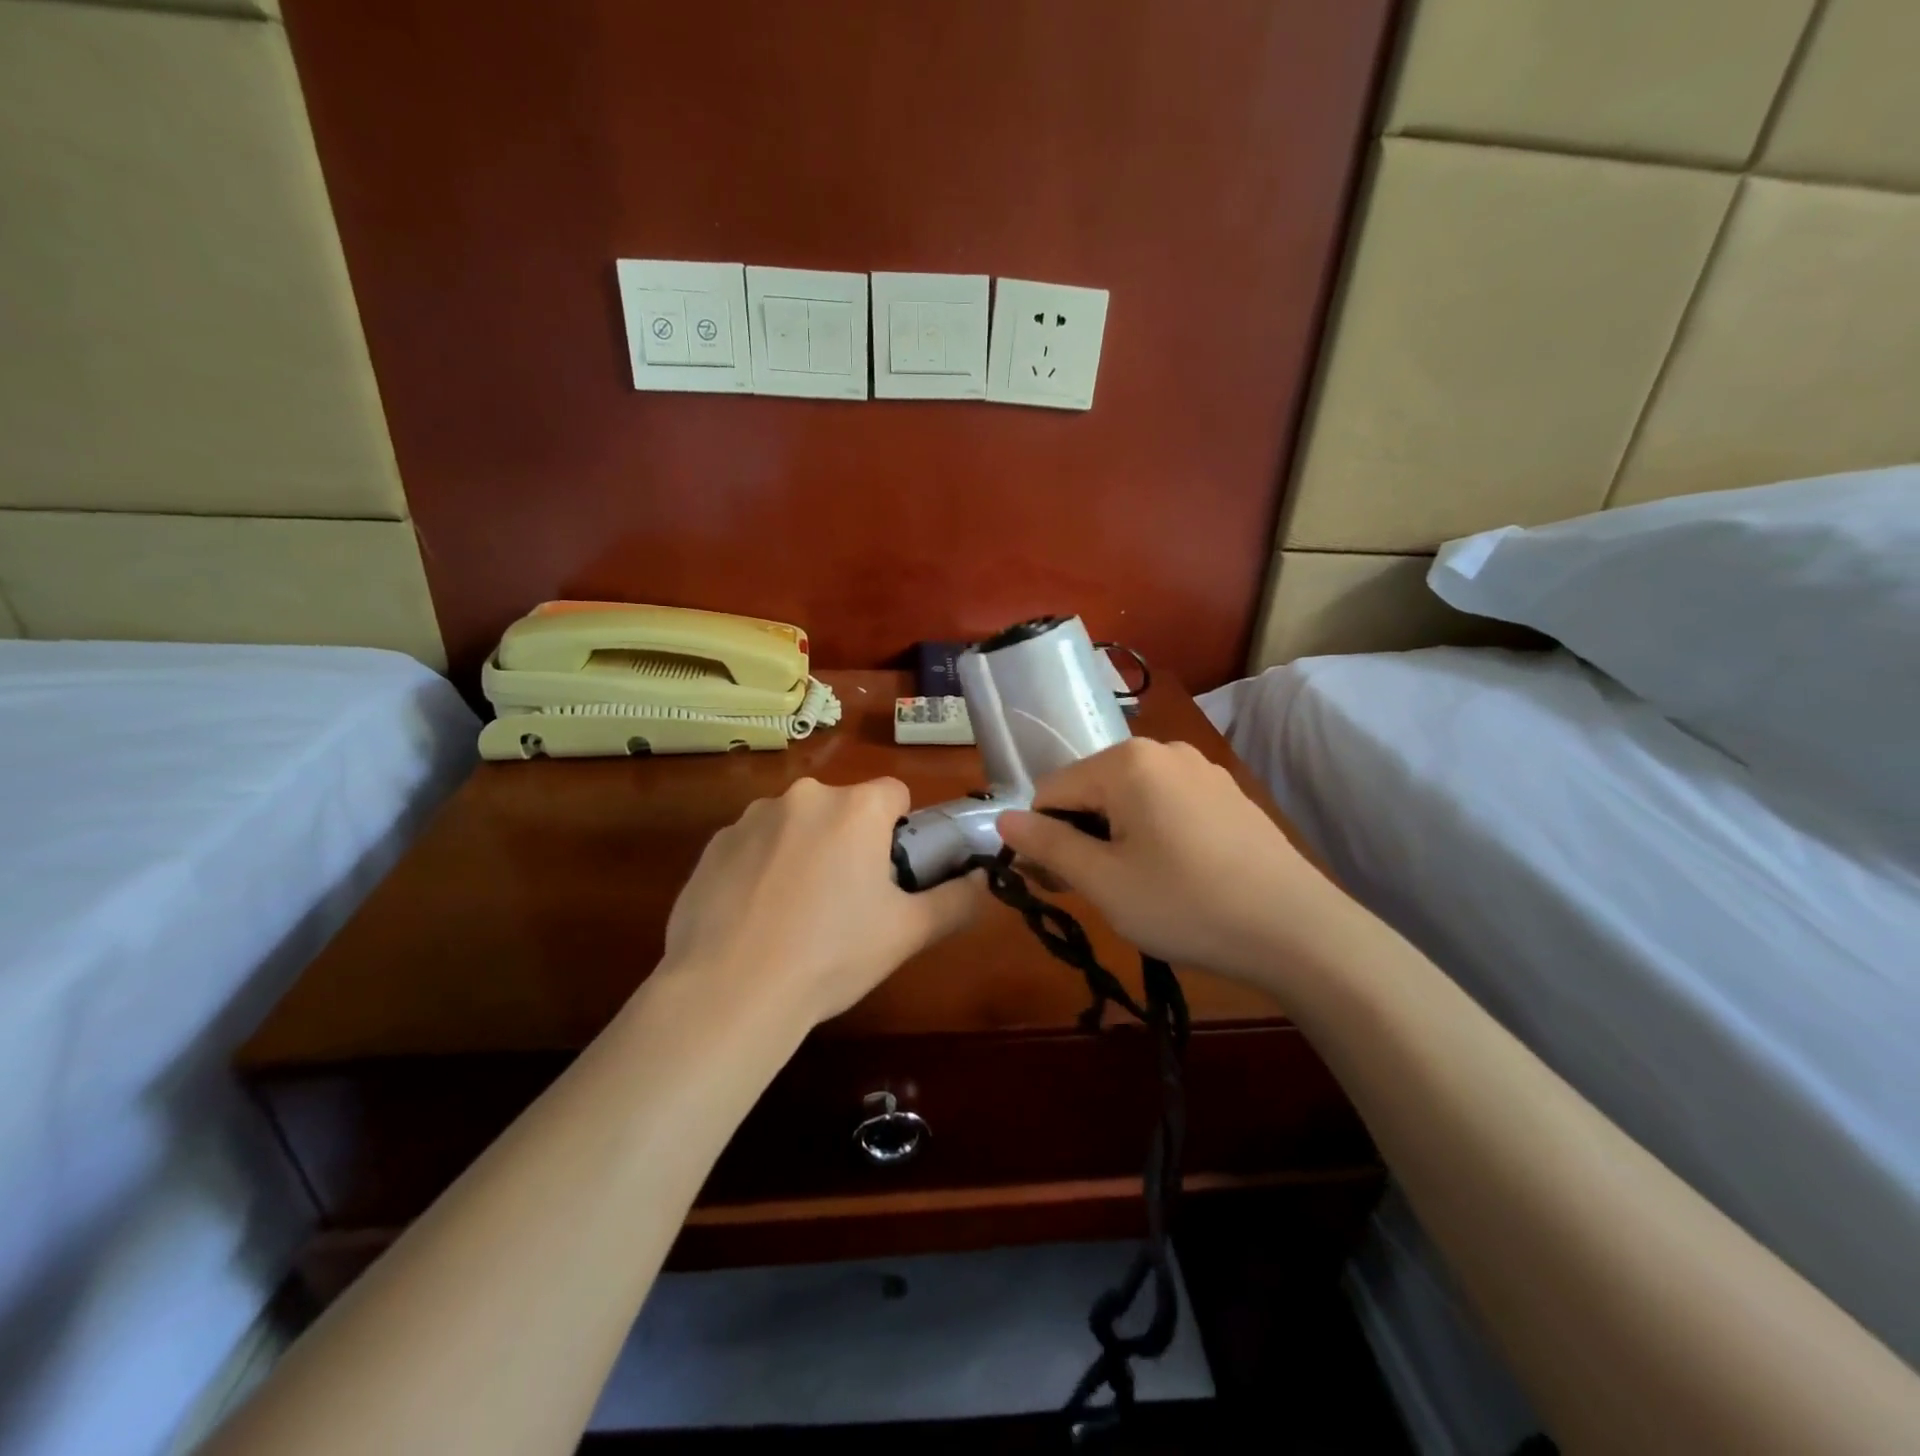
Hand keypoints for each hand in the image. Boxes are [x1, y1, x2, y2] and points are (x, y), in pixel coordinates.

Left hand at [662, 777, 984, 1026]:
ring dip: (804, 851)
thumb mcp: (908, 933)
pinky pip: (753, 845)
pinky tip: (754, 916)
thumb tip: (983, 879)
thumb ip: (957, 900)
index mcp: (855, 808)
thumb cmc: (832, 955)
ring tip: (795, 914)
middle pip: (843, 809)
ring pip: (796, 824)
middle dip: (850, 842)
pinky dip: (761, 868)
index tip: (889, 874)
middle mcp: (804, 796)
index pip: (894, 794)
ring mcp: (751, 817)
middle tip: (846, 902)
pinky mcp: (714, 844)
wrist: (730, 992)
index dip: (899, 831)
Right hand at [997, 738, 1340, 983]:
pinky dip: (1151, 833)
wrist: (1298, 930)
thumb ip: (1047, 845)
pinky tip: (1176, 874)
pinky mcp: (1225, 793)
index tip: (1060, 886)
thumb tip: (1003, 820)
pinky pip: (1165, 804)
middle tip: (1098, 891)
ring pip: (1127, 798)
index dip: (1043, 840)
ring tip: (1138, 887)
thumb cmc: (1187, 904)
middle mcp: (1162, 750)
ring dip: (1115, 837)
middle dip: (1080, 837)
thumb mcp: (1103, 881)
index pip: (1051, 791)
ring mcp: (1200, 769)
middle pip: (1090, 790)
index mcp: (1126, 761)